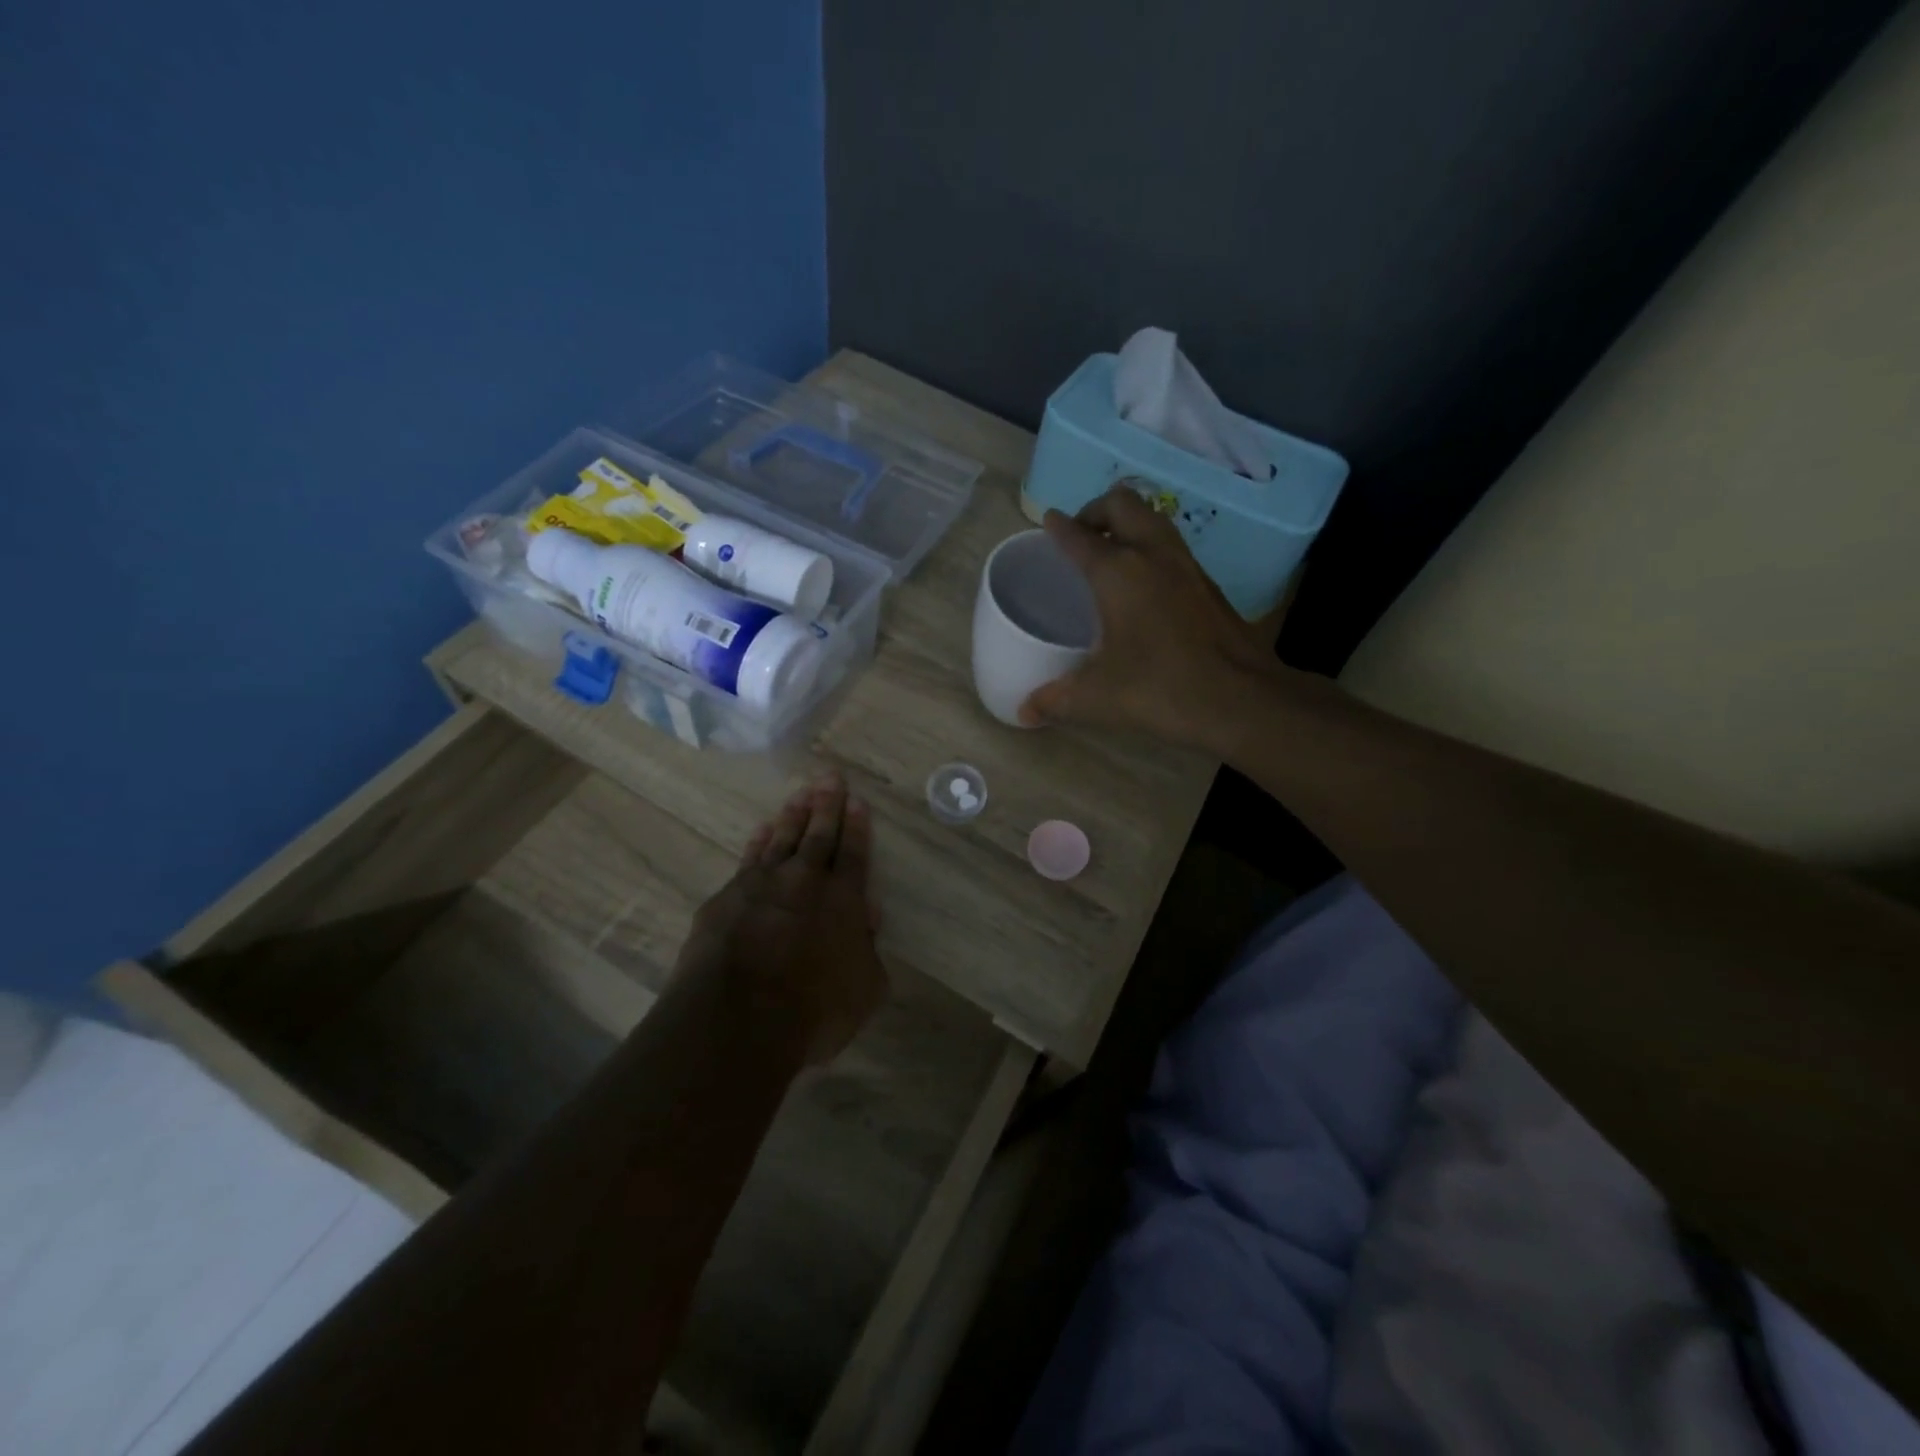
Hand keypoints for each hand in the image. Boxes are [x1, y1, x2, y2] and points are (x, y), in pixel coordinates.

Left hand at [675, 772, 886, 1065]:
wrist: (738, 1018)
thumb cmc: (813, 1011)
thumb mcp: (864, 988)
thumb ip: (868, 950)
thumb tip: (866, 918)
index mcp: (844, 901)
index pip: (854, 854)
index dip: (857, 827)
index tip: (857, 801)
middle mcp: (805, 882)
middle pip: (819, 835)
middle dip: (827, 805)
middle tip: (830, 778)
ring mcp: (762, 886)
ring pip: (782, 839)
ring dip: (793, 815)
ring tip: (800, 794)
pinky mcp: (726, 898)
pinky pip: (748, 858)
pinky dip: (758, 841)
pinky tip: (762, 830)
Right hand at [1019, 485, 1281, 748]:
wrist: (1241, 699)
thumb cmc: (1160, 689)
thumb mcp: (1097, 698)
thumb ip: (1055, 700)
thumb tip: (1024, 712)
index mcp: (1118, 572)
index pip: (1080, 537)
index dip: (1060, 527)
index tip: (1049, 521)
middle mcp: (1153, 555)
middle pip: (1123, 504)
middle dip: (1096, 511)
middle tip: (1082, 537)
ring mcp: (1187, 566)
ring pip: (1153, 519)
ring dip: (1128, 524)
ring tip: (1110, 553)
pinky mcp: (1208, 584)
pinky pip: (1171, 546)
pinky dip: (1150, 547)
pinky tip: (1144, 584)